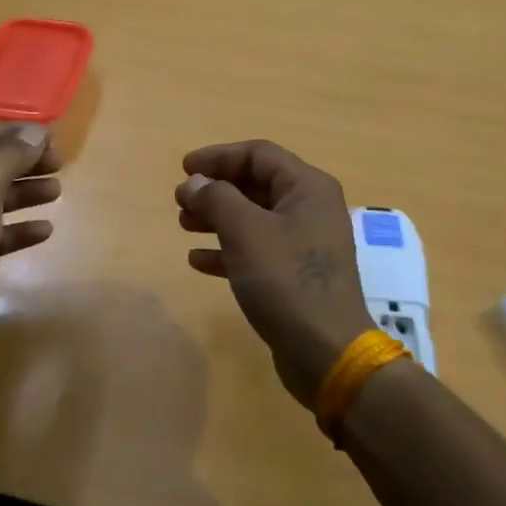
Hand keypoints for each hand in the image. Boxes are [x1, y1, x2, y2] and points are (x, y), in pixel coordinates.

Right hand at [176, 140, 373, 406]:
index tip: (183, 168)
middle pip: (256, 184)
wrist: (326, 351)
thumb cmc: (286, 280)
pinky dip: (228, 249)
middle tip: (180, 199)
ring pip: (254, 217)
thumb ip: (216, 198)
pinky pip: (257, 249)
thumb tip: (194, 182)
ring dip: (217, 217)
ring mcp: (305, 243)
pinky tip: (198, 260)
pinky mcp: (296, 274)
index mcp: (307, 187)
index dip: (218, 157)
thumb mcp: (245, 232)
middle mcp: (310, 208)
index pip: (259, 154)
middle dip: (216, 188)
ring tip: (183, 224)